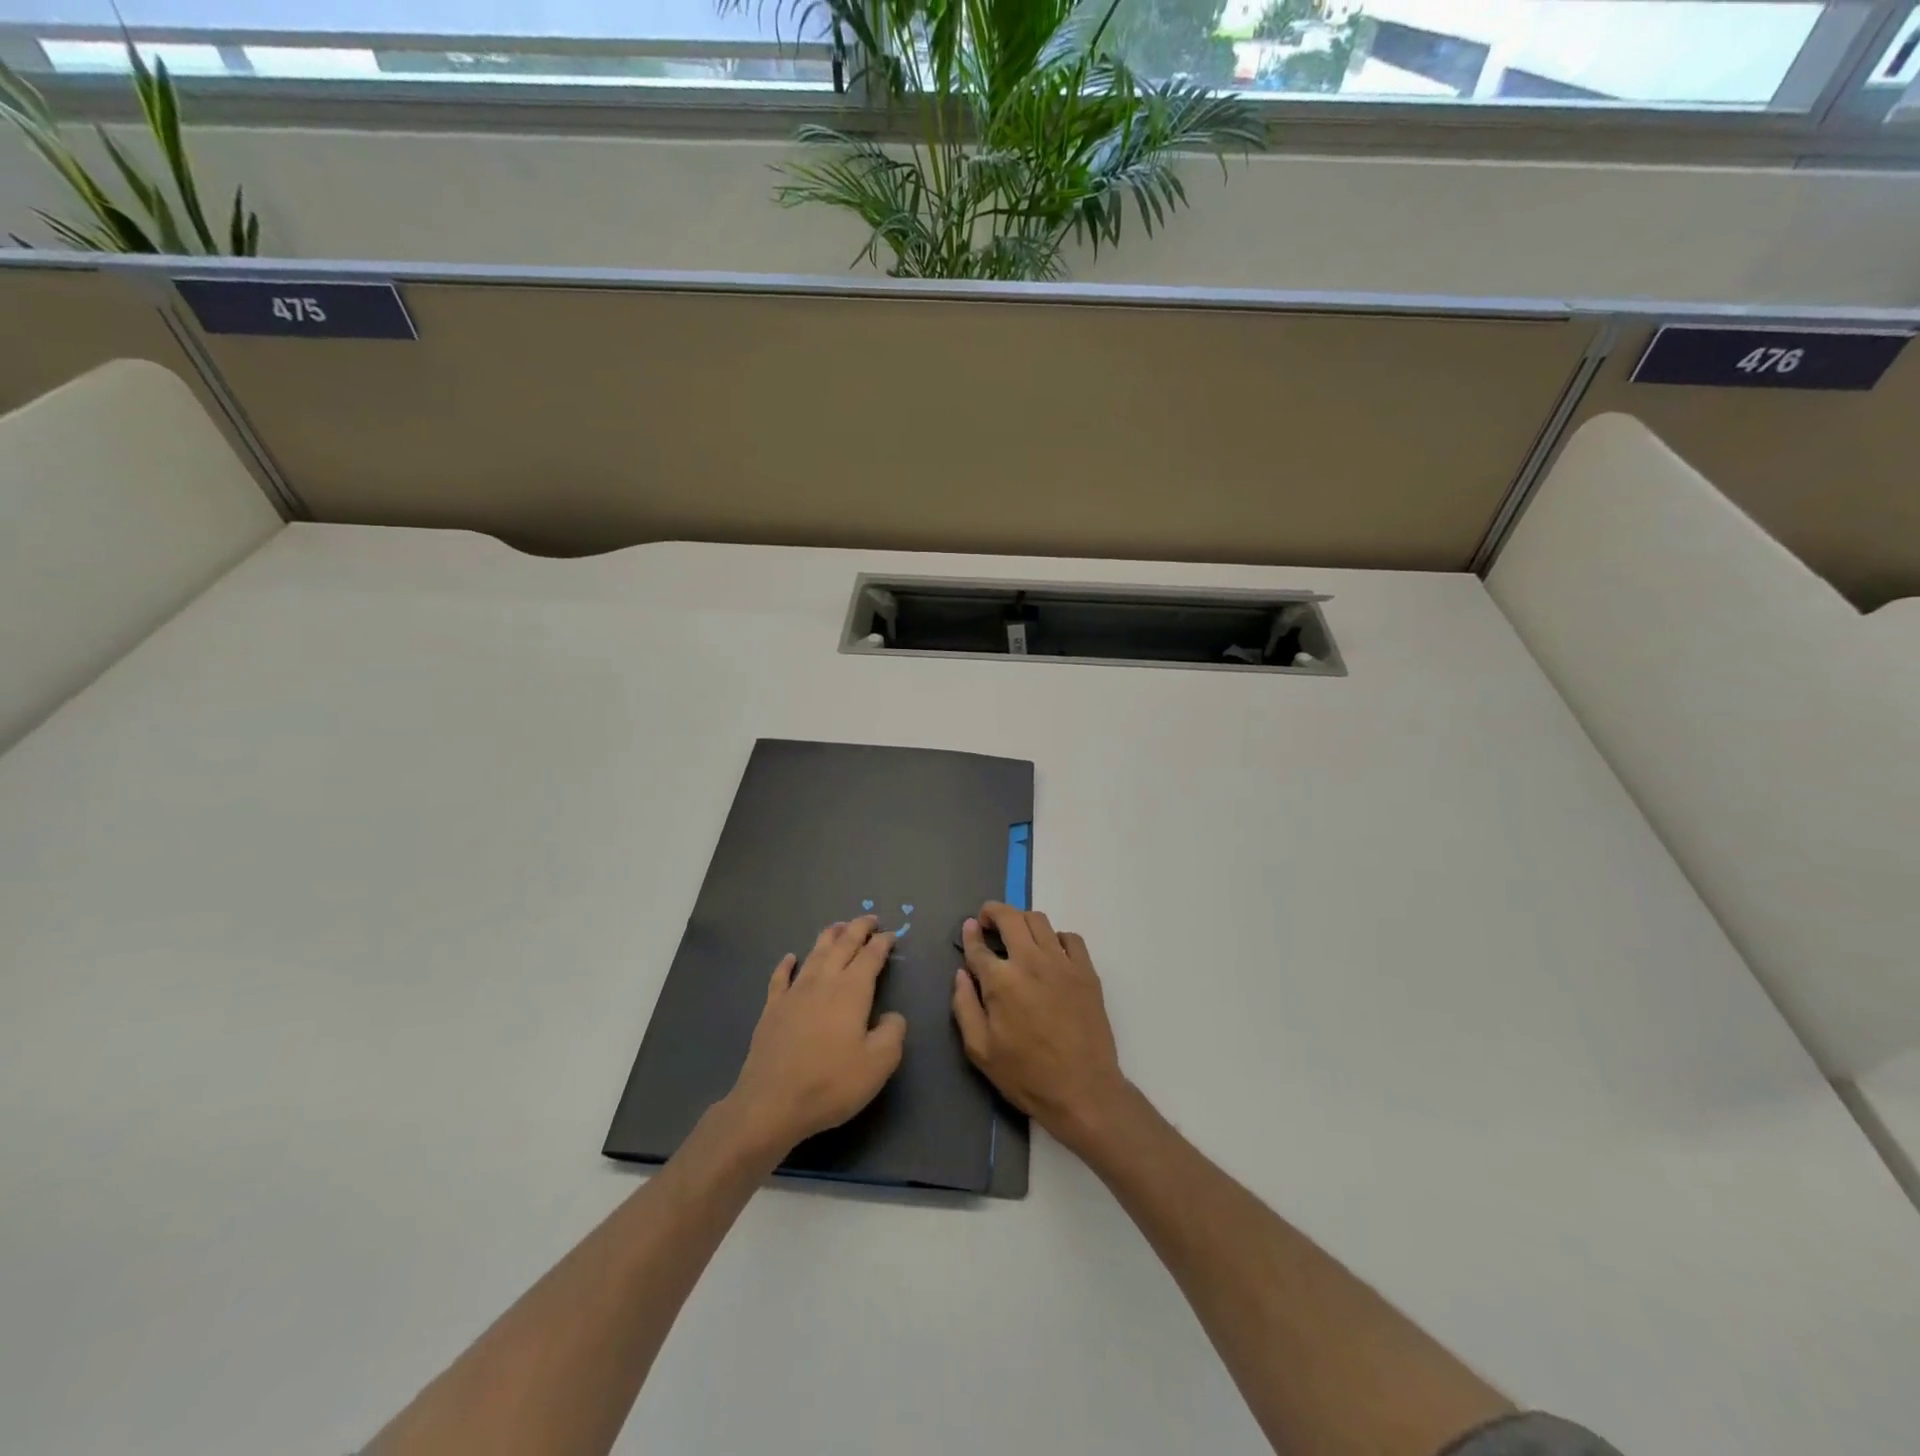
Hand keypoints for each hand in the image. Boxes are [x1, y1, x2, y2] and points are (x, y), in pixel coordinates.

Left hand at [722, 916, 907, 1160]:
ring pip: (814, 953)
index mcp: (852, 991)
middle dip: (858, 928)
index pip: (871, 956)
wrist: (771, 1103)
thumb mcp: (878, 1065)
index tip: (892, 934)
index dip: (882, 942)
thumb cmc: (830, 1083)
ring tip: (838, 926)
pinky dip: (787, 964)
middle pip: (842, 945)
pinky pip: (780, 977)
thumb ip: (893, 1034)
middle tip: (869, 919)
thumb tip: (892, 1016)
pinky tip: (791, 957)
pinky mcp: (772, 1009)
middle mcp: (823, 982)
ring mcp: (794, 993)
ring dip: (828, 936)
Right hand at [951, 903, 1128, 1152]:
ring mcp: (1062, 963)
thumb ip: (964, 1006)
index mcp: (1001, 981)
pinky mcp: (1086, 971)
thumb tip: (961, 973)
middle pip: (1010, 917)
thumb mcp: (980, 1050)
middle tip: (987, 922)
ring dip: (1022, 921)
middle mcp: (1031, 962)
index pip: (979, 946)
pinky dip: (1055, 937)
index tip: (968, 928)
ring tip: (1016, 935)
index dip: (969, 934)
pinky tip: (1050, 953)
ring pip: (1039, 920)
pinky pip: (1070, 938)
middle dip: (993, 912)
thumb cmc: (1026, 1075)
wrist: (1083, 1091)